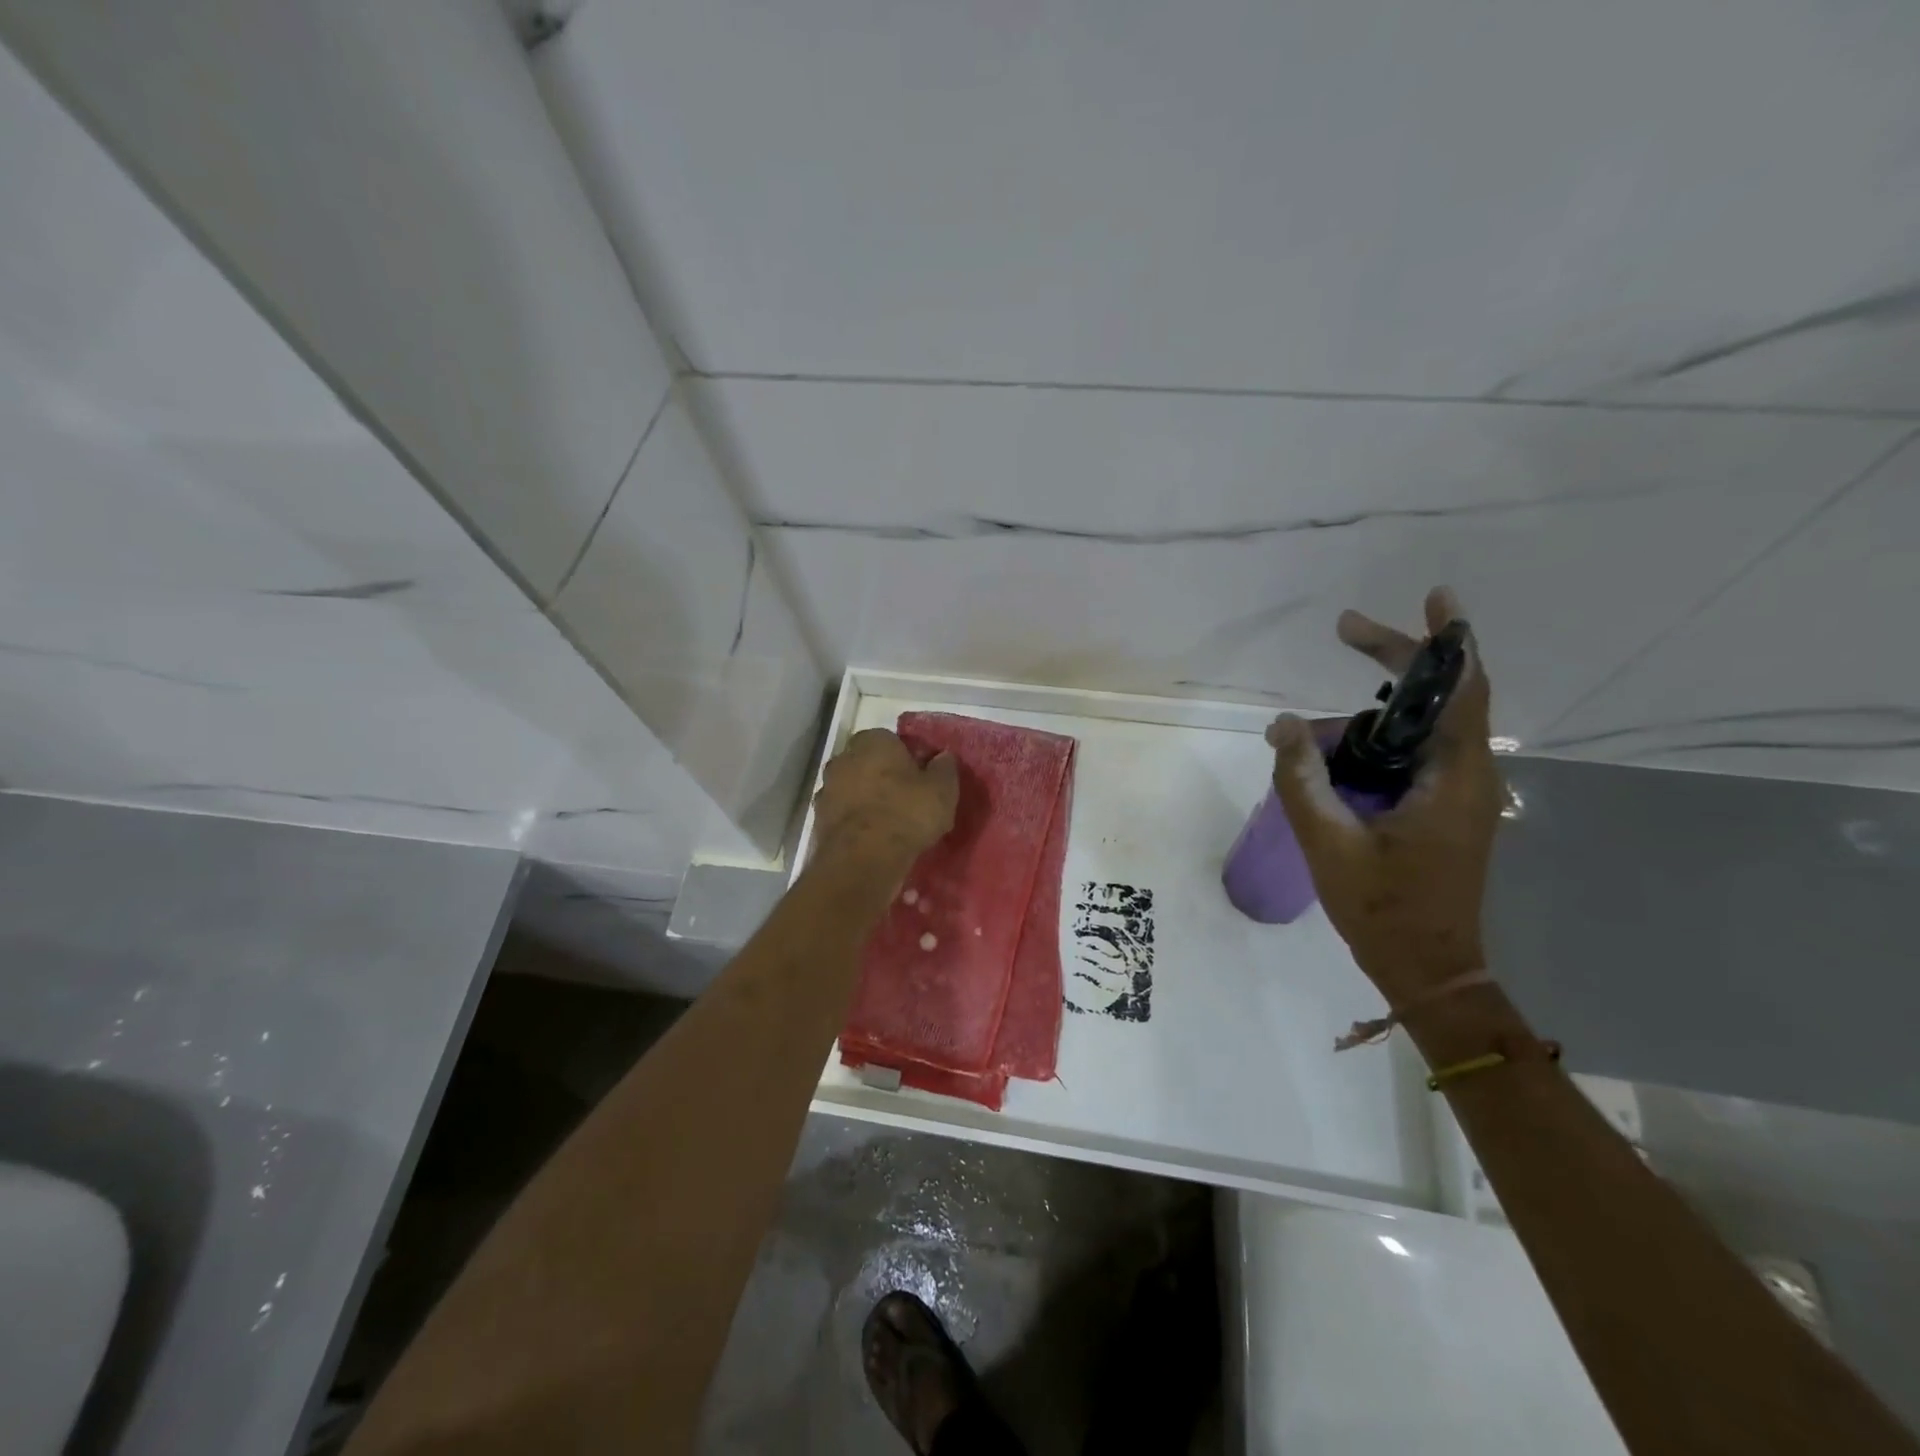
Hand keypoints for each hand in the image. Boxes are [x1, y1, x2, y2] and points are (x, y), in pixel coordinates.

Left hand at [812, 729, 959, 874]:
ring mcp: (827, 788)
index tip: (921, 778)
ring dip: (867, 799)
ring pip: (853, 788)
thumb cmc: (907, 813)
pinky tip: (873, 838)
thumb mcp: (942, 789)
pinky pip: (844, 814)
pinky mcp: (818, 818)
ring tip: (890, 823)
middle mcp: (843, 758)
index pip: (892, 740)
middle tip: (907, 799)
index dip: (908, 759)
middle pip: (868, 763)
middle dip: (884, 776)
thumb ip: (944, 768)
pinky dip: (856, 821)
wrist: (863, 858)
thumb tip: (943, 758)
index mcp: (873, 741)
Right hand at [1267, 587, 1502, 1007]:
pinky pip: (1413, 755)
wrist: (1428, 968)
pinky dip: (1376, 742)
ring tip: (1312, 743)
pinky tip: (1336, 761)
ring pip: (1421, 728)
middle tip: (1345, 632)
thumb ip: (1301, 778)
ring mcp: (1459, 793)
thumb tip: (1283, 724)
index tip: (1434, 596)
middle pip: (1442, 696)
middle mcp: (1468, 776)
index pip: (1460, 689)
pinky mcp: (1444, 808)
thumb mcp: (1328, 841)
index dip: (1448, 638)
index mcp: (1453, 778)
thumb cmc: (1383, 908)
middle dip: (1395, 660)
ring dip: (1372, 717)